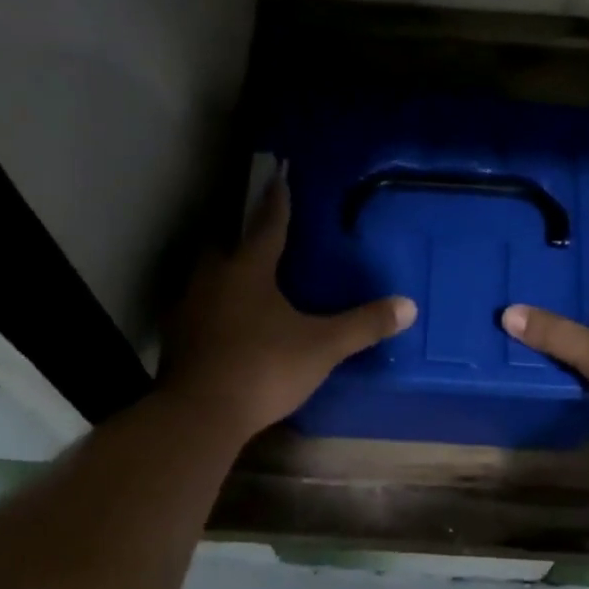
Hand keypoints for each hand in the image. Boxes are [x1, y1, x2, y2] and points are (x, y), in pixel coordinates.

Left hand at [162, 178, 416, 439]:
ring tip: (244, 279)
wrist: (202, 413)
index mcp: (247, 270)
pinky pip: (198, 309)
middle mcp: (212, 279)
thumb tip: (409, 306)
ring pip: (206, 276)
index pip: (267, 224)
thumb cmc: (264, 368)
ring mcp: (189, 308)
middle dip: (240, 235)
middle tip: (257, 234)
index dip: (277, 200)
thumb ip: (363, 325)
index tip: (279, 175)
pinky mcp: (179, 338)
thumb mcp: (322, 347)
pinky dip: (214, 307)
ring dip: (224, 271)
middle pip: (224, 244)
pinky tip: (227, 323)